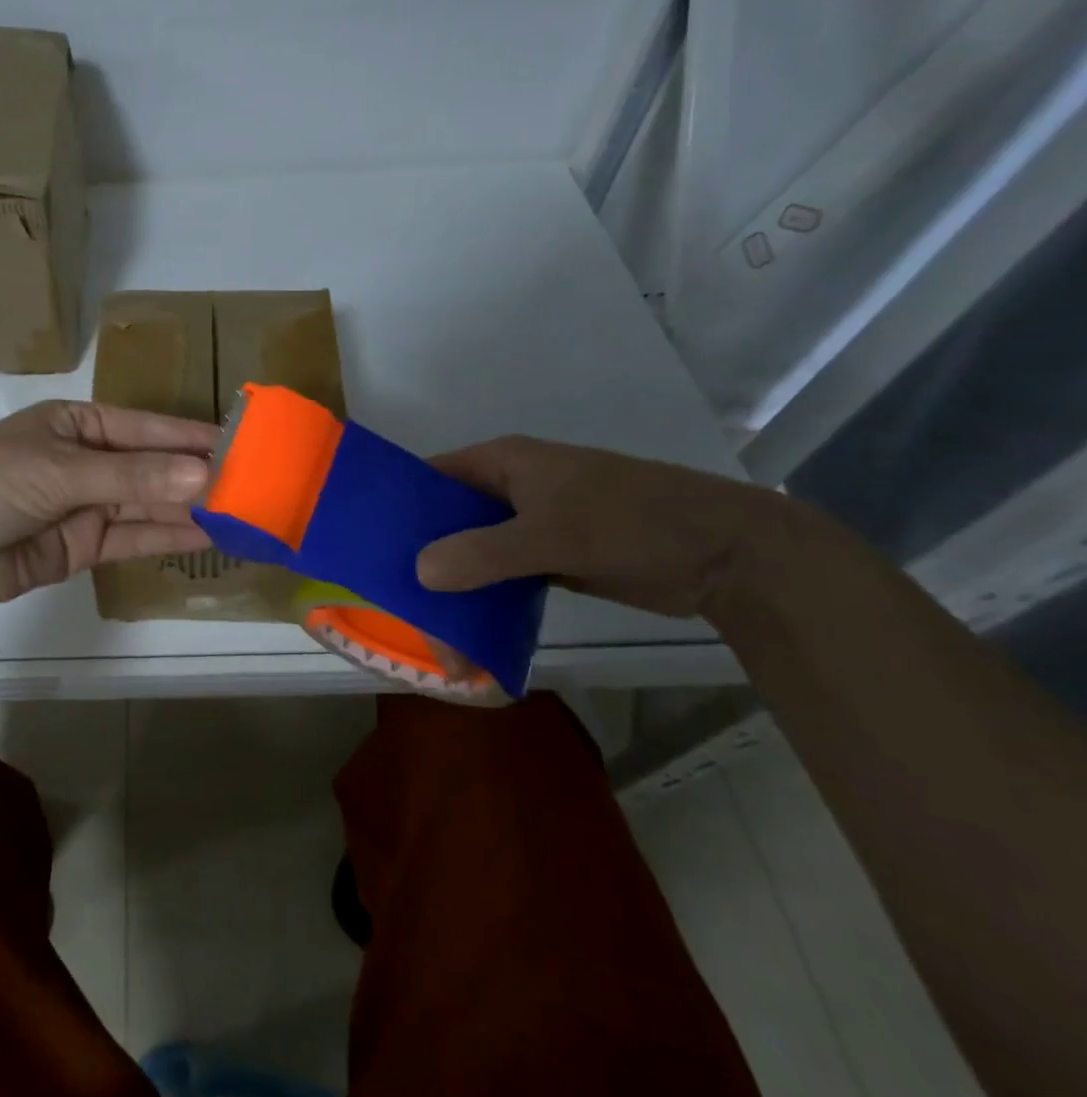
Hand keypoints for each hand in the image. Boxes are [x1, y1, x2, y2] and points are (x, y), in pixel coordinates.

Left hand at [0, 400, 218, 610]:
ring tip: (239, 512)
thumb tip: (204, 474)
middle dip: (195, 475)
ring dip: (188, 508)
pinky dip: (166, 537)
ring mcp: (86, 504)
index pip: (144, 427)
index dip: (189, 436)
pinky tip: (205, 536)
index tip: (238, 442)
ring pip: (147, 503)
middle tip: (251, 483)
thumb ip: (134, 475)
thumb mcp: (63, 469)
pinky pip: (133, 536)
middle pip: (150, 466)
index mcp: (76, 423)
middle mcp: (85, 460)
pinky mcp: (84, 545)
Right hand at [415, 436, 776, 617]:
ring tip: (435, 633)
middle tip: (400, 604)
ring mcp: (533, 524)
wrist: (727, 553)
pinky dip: (487, 599)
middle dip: (425, 559)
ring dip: (456, 587)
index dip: (399, 505)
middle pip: (449, 520)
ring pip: (476, 552)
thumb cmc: (631, 520)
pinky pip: (505, 576)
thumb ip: (483, 552)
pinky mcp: (555, 557)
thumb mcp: (552, 533)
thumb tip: (419, 573)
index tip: (369, 543)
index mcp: (503, 463)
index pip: (431, 476)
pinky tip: (470, 631)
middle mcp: (510, 489)